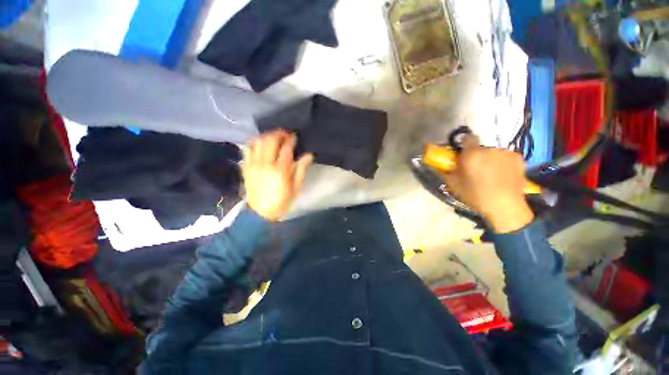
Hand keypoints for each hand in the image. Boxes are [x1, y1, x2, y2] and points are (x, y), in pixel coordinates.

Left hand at [243, 130, 312, 220]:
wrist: (260, 212)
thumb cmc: (282, 201)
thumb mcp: (296, 187)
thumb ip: (301, 169)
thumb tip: (309, 155)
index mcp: (280, 170)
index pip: (286, 148)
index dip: (291, 139)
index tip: (295, 136)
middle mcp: (265, 163)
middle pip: (271, 140)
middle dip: (279, 134)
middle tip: (285, 134)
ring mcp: (253, 164)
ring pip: (258, 141)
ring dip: (267, 136)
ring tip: (274, 137)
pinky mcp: (246, 166)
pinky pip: (248, 149)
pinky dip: (255, 143)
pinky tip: (261, 144)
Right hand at [442, 135, 533, 232]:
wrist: (505, 206)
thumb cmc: (475, 195)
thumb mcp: (454, 184)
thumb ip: (446, 171)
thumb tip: (438, 164)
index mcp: (472, 155)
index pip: (468, 138)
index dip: (464, 143)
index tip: (462, 153)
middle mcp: (490, 149)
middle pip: (480, 147)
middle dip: (477, 155)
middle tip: (475, 168)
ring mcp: (506, 153)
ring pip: (493, 152)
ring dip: (490, 159)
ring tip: (490, 173)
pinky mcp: (519, 158)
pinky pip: (506, 156)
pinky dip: (502, 162)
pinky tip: (502, 174)